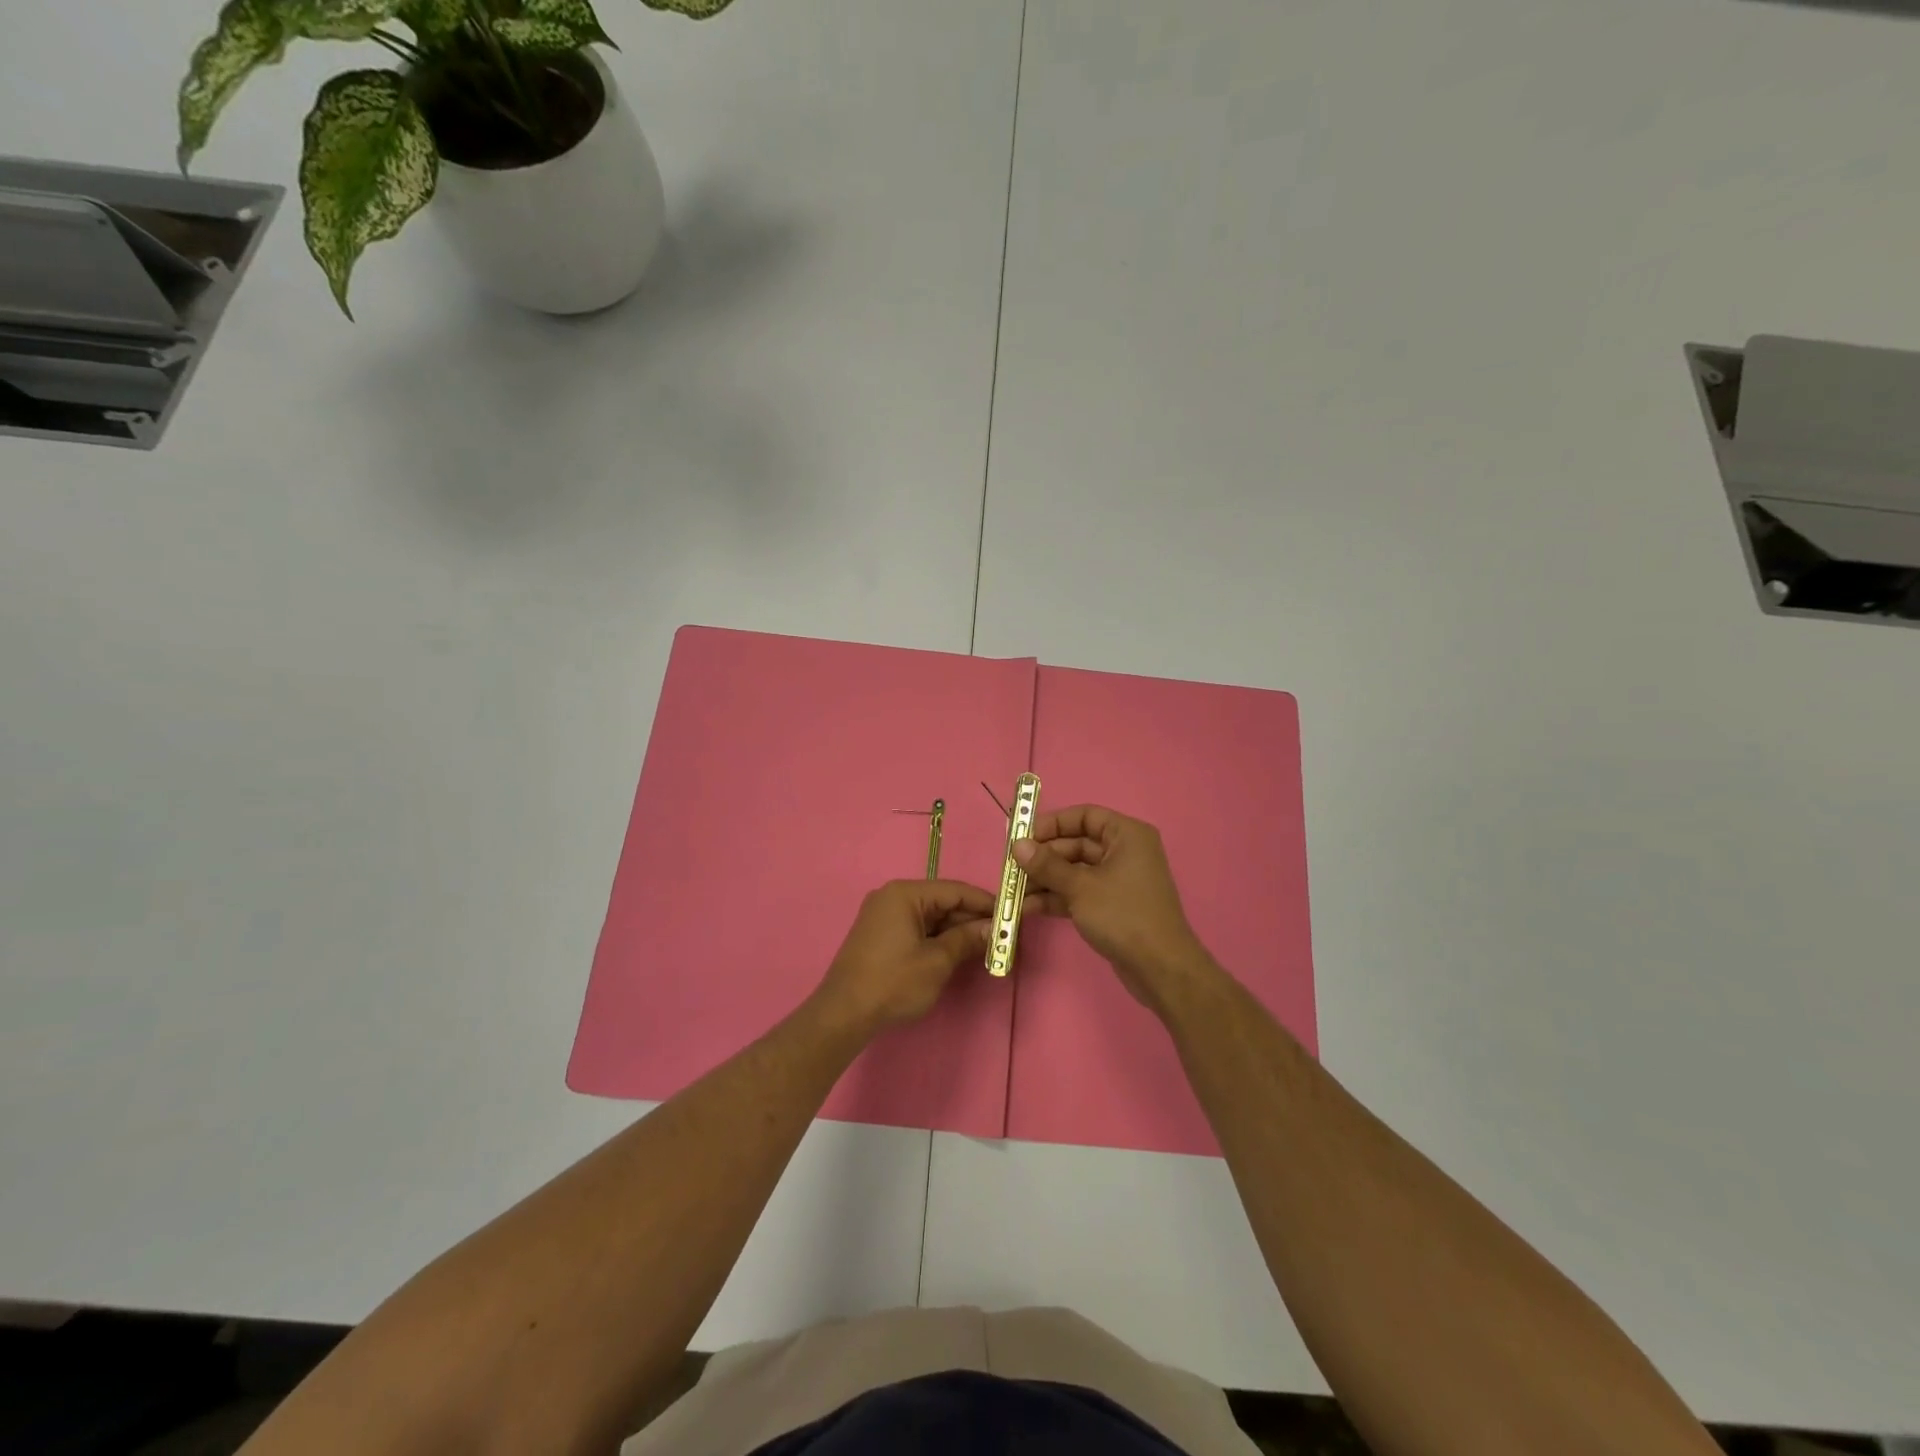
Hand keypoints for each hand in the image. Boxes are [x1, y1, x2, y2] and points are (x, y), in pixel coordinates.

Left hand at [810, 879, 995, 1037]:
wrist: (843, 1015)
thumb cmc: (892, 983)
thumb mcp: (937, 961)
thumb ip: (966, 940)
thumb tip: (993, 929)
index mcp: (904, 894)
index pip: (955, 890)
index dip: (985, 903)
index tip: (1011, 915)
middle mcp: (892, 897)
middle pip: (942, 902)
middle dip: (971, 919)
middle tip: (1003, 936)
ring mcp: (883, 916)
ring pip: (930, 917)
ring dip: (956, 931)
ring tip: (986, 947)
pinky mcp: (880, 935)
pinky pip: (917, 928)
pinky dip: (937, 939)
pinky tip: (957, 953)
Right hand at [1014, 805, 1210, 1014]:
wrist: (1160, 968)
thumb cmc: (1123, 915)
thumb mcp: (1080, 887)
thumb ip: (1047, 865)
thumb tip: (1017, 845)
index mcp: (1126, 835)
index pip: (1084, 816)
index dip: (1052, 823)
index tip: (1022, 836)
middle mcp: (1124, 852)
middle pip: (1076, 845)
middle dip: (1042, 857)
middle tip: (1011, 868)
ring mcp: (1118, 881)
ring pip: (1074, 871)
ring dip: (1044, 880)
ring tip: (1013, 892)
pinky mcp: (1112, 907)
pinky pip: (1079, 893)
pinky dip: (1056, 898)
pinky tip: (1027, 908)